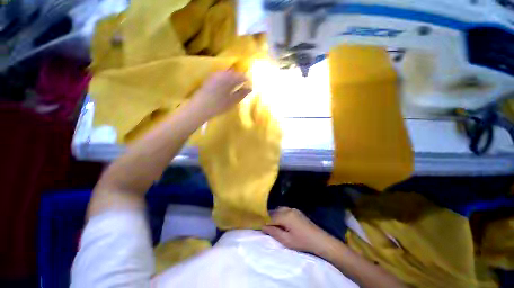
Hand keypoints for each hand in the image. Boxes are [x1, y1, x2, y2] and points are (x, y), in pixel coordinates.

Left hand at [191, 70, 251, 119]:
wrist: (200, 107)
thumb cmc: (219, 105)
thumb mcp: (233, 101)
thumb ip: (242, 93)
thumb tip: (250, 88)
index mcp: (229, 79)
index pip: (241, 76)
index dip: (247, 80)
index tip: (250, 84)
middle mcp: (222, 74)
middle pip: (234, 73)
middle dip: (239, 78)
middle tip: (244, 84)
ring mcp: (214, 76)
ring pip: (227, 74)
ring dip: (233, 78)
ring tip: (236, 85)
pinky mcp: (209, 79)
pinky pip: (221, 76)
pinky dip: (226, 79)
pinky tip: (226, 86)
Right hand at [262, 207, 334, 254]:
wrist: (320, 240)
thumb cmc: (302, 242)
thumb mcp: (286, 240)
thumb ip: (274, 232)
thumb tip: (263, 226)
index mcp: (285, 216)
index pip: (270, 216)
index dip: (264, 221)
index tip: (260, 226)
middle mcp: (288, 209)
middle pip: (274, 211)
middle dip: (269, 218)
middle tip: (266, 227)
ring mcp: (293, 209)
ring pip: (279, 209)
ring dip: (275, 215)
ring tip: (273, 225)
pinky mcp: (297, 211)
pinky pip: (285, 210)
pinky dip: (280, 214)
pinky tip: (282, 222)